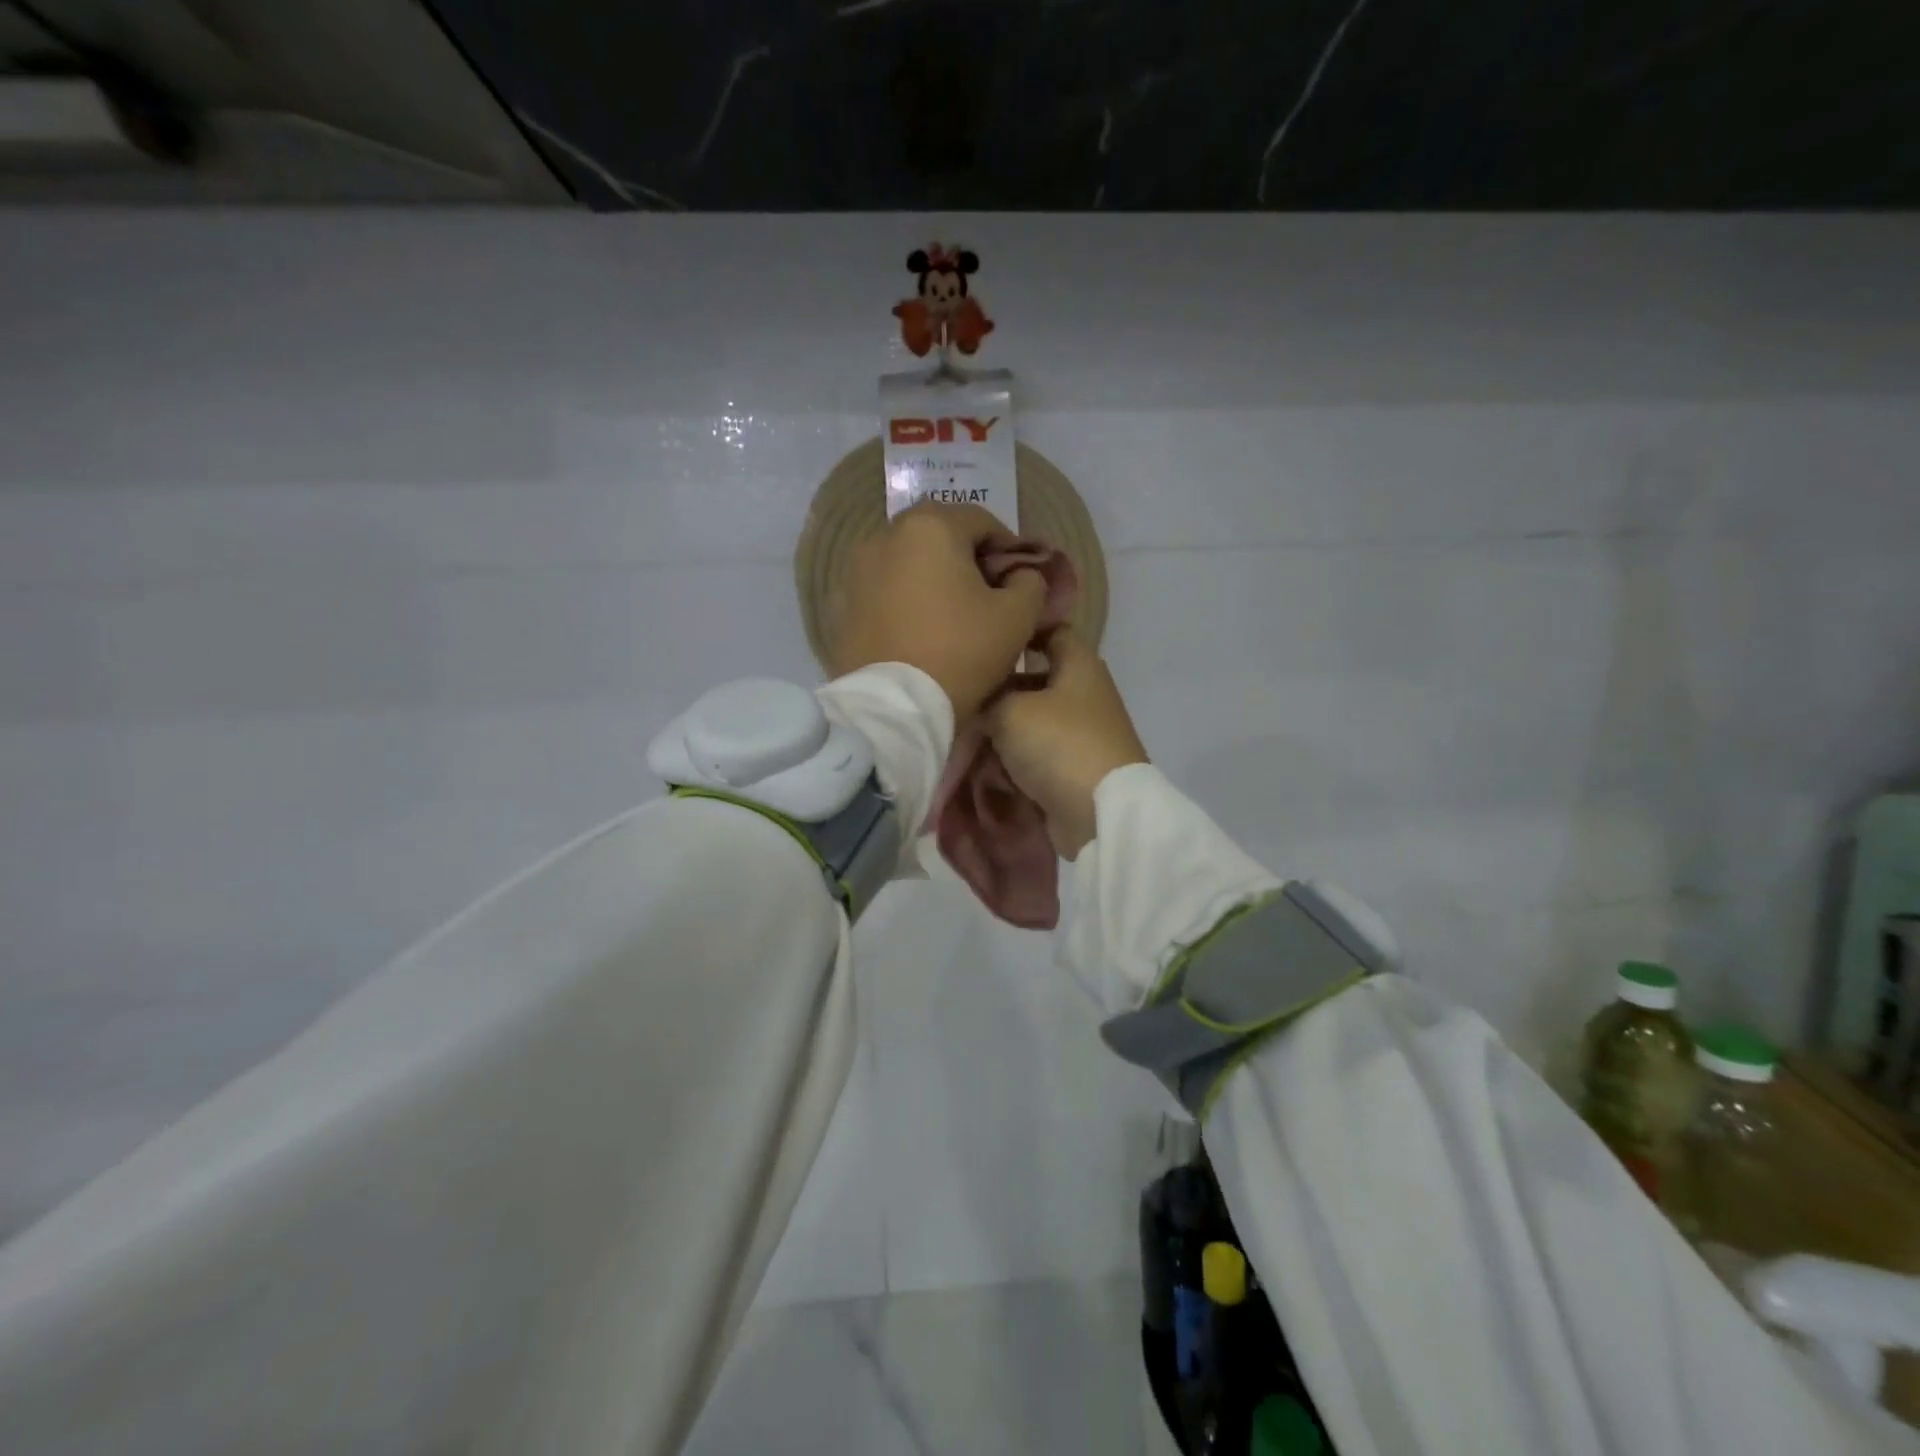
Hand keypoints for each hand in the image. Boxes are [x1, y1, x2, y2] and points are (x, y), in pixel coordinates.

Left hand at [829, 503, 1047, 719]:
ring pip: (909, 563)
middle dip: (968, 560)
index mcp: (930, 527)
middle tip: (988, 596)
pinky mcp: (842, 604)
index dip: (1009, 548)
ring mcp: (856, 570)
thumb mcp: (1017, 617)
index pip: (982, 521)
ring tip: (953, 614)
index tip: (1021, 579)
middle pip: (940, 537)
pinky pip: (885, 591)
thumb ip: (1030, 582)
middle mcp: (885, 536)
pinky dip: (905, 600)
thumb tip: (1021, 575)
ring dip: (933, 578)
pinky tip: (920, 629)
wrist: (895, 708)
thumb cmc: (961, 653)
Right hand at [984, 627, 1148, 859]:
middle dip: (998, 691)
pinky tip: (983, 766)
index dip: (1020, 631)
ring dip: (1000, 731)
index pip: (1051, 630)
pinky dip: (1012, 760)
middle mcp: (1083, 694)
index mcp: (1079, 665)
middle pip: (1033, 682)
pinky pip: (1034, 755)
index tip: (985, 639)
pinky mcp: (1073, 769)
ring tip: (964, 737)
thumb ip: (988, 698)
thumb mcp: (1010, 710)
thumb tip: (977, 704)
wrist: (1099, 813)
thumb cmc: (1059, 743)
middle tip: (961, 696)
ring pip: (1029, 722)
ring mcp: (1081, 734)